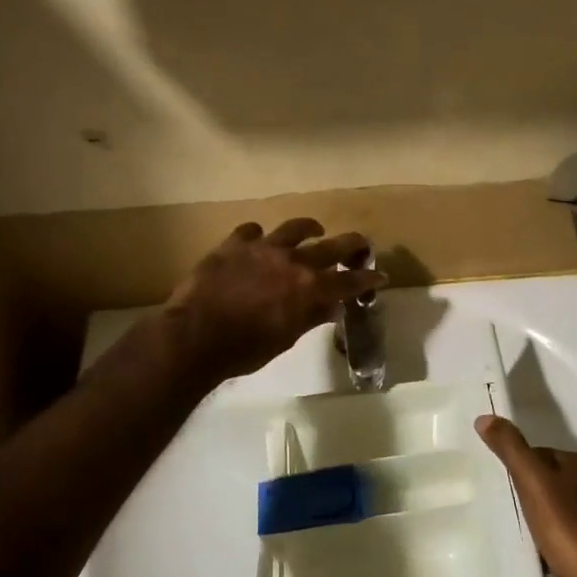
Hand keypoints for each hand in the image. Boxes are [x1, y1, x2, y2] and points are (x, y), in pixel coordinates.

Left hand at [163, 220, 383, 382]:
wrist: (195, 335)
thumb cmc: (244, 349)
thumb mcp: (285, 340)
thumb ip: (310, 318)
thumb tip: (332, 307)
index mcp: (309, 288)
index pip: (349, 280)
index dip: (367, 278)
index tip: (380, 276)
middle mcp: (293, 261)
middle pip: (332, 246)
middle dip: (351, 244)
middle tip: (361, 243)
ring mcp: (263, 248)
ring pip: (294, 228)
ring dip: (309, 228)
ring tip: (314, 229)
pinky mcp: (234, 244)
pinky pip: (251, 231)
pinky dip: (258, 236)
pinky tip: (257, 240)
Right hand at [476, 414, 576, 576]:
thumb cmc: (568, 527)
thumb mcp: (533, 482)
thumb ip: (511, 449)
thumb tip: (485, 417)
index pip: (542, 453)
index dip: (520, 466)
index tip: (503, 483)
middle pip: (550, 479)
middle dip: (530, 492)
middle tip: (508, 508)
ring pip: (558, 506)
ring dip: (540, 516)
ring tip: (521, 531)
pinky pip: (567, 531)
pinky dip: (552, 537)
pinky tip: (540, 551)